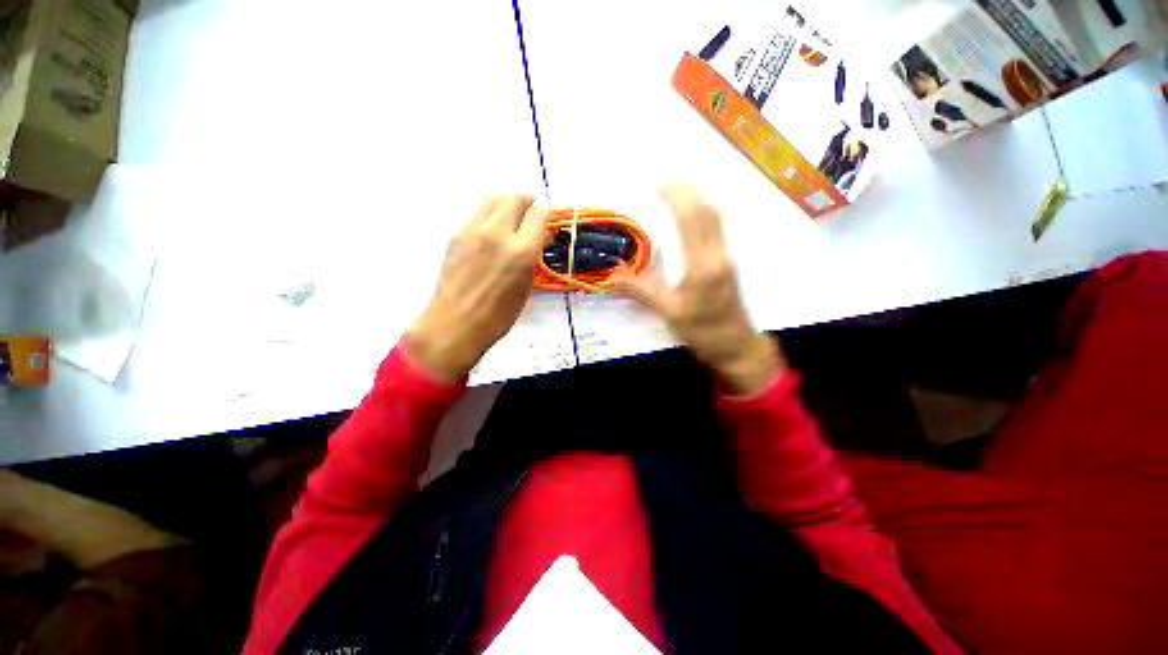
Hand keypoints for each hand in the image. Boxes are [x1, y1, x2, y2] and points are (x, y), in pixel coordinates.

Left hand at [405, 195, 549, 380]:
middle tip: (530, 211)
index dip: (546, 214)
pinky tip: (491, 227)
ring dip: (507, 202)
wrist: (456, 322)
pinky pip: (477, 212)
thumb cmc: (498, 315)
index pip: (539, 214)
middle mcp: (498, 233)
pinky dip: (489, 212)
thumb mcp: (526, 287)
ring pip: (494, 199)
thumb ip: (532, 258)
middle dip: (527, 202)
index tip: (546, 220)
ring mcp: (473, 230)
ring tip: (511, 215)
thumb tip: (536, 239)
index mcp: (521, 251)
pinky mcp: (456, 234)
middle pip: (516, 198)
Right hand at [615, 182, 783, 394]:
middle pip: (706, 212)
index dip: (675, 197)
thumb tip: (613, 275)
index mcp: (703, 267)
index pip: (690, 221)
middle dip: (686, 189)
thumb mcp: (670, 314)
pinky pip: (718, 227)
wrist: (737, 347)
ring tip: (678, 184)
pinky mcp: (727, 262)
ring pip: (716, 217)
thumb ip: (642, 291)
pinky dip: (704, 210)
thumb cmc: (704, 333)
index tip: (658, 181)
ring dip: (697, 196)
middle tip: (666, 173)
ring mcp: (726, 257)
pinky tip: (694, 209)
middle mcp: (718, 255)